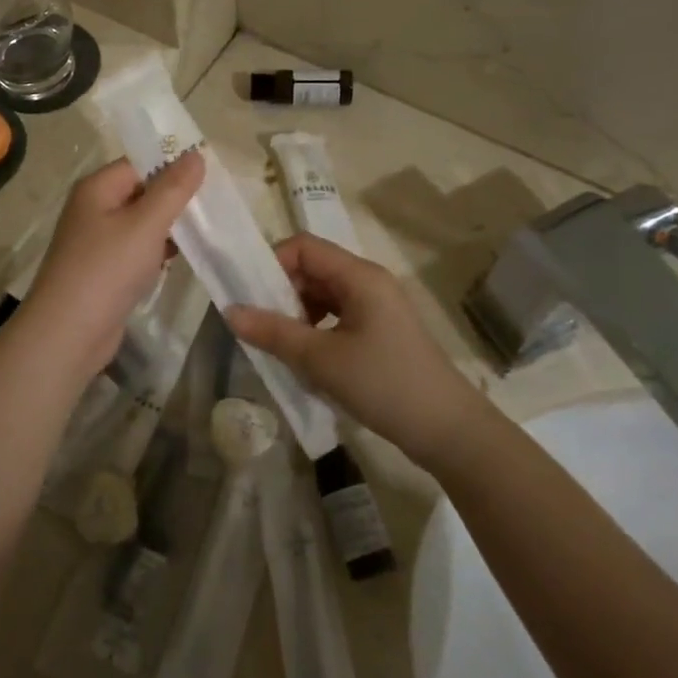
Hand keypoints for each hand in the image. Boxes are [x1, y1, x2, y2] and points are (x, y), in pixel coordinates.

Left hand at [18, 153, 203, 380]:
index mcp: (97, 188)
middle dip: (175, 198)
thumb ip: (173, 189)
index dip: (173, 166)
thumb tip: (195, 154)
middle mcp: (93, 209)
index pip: (140, 163)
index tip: (210, 174)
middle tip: (215, 203)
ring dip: (169, 227)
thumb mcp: (146, 224)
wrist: (69, 333)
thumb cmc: (107, 269)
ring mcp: (97, 241)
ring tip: (207, 229)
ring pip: (141, 223)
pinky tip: (181, 258)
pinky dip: (157, 251)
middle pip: (142, 192)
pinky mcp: (104, 270)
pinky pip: (136, 250)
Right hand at [226, 234, 482, 463]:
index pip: (304, 247)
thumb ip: (273, 332)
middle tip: (260, 327)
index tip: (252, 298)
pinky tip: (307, 359)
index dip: (272, 264)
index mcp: (360, 276)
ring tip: (281, 346)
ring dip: (296, 314)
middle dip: (281, 293)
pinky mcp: (380, 331)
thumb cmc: (384, 384)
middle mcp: (369, 282)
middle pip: (313, 269)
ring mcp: (377, 307)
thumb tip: (229, 312)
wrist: (447, 430)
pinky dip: (315, 330)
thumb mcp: (321, 360)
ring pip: (323, 295)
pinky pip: (336, 316)